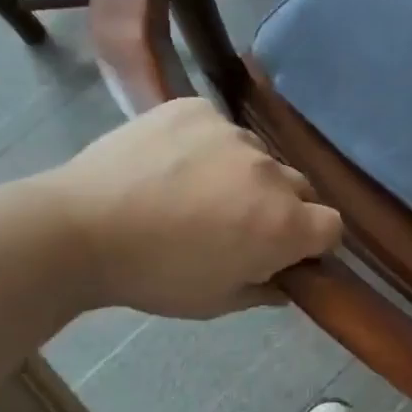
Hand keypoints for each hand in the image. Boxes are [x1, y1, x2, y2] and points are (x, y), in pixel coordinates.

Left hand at [38, 98, 342, 318]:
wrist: (79, 229)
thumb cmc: (153, 276)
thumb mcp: (215, 302)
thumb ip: (264, 290)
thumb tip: (286, 282)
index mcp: (283, 224)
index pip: (332, 225)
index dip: (314, 240)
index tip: (286, 250)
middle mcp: (271, 172)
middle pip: (300, 187)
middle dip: (281, 206)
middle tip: (236, 222)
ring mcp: (234, 133)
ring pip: (257, 156)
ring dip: (243, 174)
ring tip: (194, 190)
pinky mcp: (197, 109)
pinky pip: (218, 127)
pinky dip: (206, 144)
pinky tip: (172, 162)